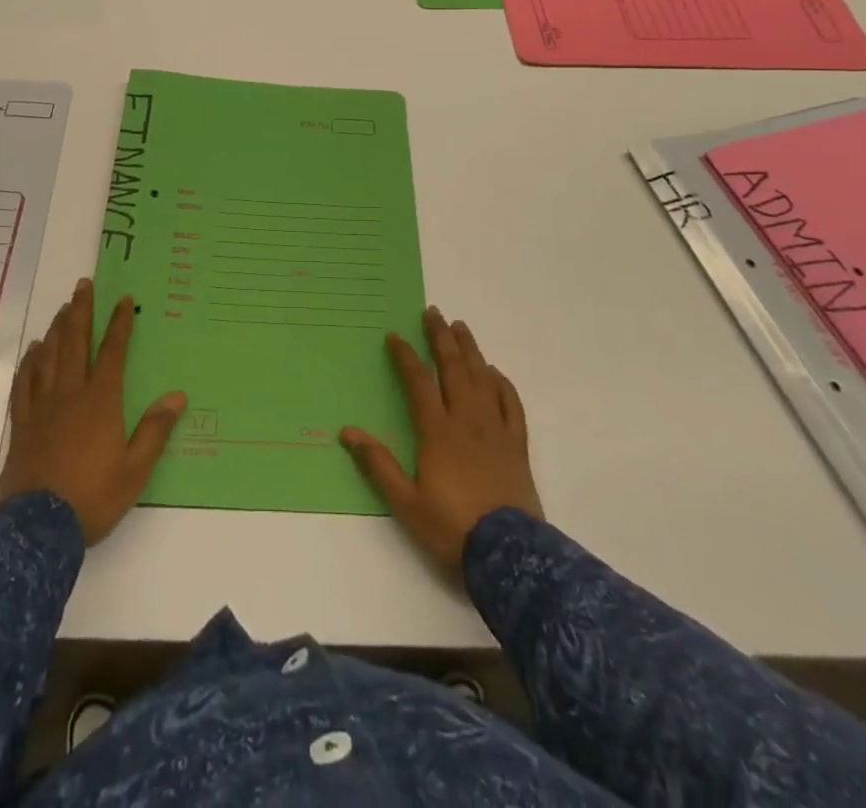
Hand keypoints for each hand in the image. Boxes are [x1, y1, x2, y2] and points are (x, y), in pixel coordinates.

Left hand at [0, 279, 186, 544]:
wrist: (37, 528)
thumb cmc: (93, 497)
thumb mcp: (135, 470)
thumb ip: (155, 430)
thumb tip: (177, 396)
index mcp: (101, 401)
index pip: (112, 352)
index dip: (119, 324)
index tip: (123, 299)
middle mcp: (70, 394)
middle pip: (75, 343)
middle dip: (81, 311)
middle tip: (83, 285)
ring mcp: (42, 408)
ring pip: (48, 357)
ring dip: (57, 329)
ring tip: (62, 308)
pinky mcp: (22, 425)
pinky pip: (24, 384)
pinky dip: (30, 363)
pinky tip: (33, 351)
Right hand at [342, 305, 541, 575]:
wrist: (509, 554)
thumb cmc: (452, 526)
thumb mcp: (406, 502)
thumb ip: (378, 464)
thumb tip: (348, 431)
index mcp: (437, 431)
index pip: (419, 382)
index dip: (406, 356)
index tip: (395, 335)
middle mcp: (466, 420)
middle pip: (453, 369)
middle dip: (441, 338)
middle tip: (434, 312)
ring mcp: (496, 429)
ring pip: (482, 378)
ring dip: (470, 350)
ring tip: (461, 327)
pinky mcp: (517, 444)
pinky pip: (511, 404)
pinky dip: (502, 383)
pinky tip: (495, 372)